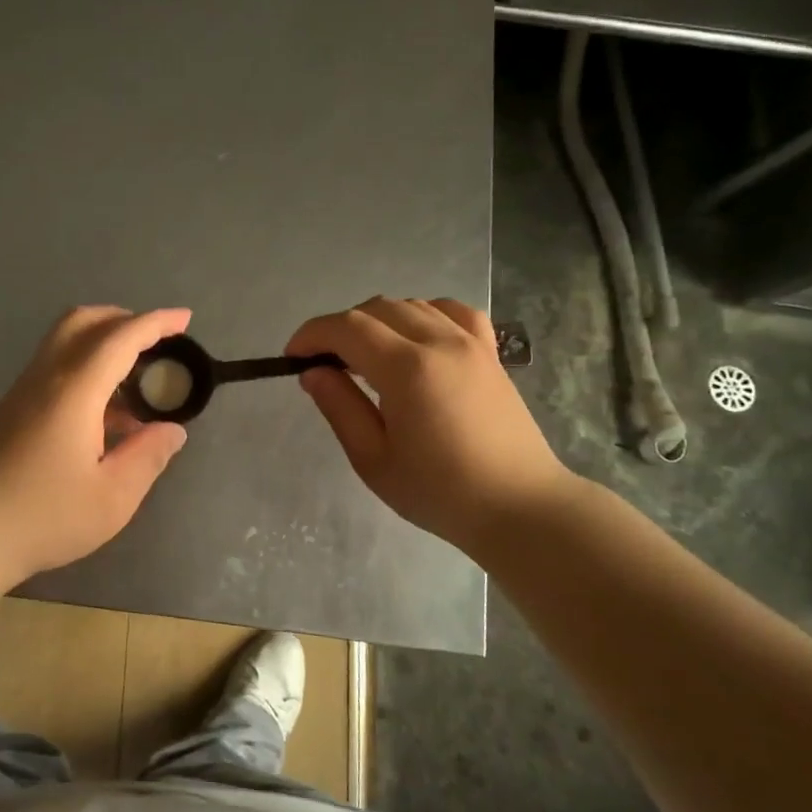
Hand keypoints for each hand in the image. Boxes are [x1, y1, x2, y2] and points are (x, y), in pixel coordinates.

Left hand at [0, 306, 191, 583]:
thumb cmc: (43, 517)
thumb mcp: (113, 497)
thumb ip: (148, 456)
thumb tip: (172, 430)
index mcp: (74, 391)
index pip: (120, 338)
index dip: (156, 323)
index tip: (185, 319)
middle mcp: (45, 377)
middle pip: (83, 321)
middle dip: (124, 319)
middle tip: (157, 342)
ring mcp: (23, 391)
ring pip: (64, 340)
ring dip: (103, 341)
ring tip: (136, 380)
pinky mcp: (12, 409)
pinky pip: (54, 365)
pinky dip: (86, 365)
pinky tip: (104, 411)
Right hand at [286, 298, 572, 555]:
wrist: (518, 507)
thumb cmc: (439, 492)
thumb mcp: (374, 459)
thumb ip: (340, 407)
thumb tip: (312, 372)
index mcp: (407, 369)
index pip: (347, 327)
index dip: (312, 335)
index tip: (292, 357)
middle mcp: (440, 342)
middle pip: (376, 309)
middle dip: (339, 329)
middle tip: (324, 364)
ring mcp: (471, 342)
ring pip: (411, 304)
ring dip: (377, 321)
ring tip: (365, 358)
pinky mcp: (490, 352)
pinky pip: (451, 311)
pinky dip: (423, 314)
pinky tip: (416, 338)